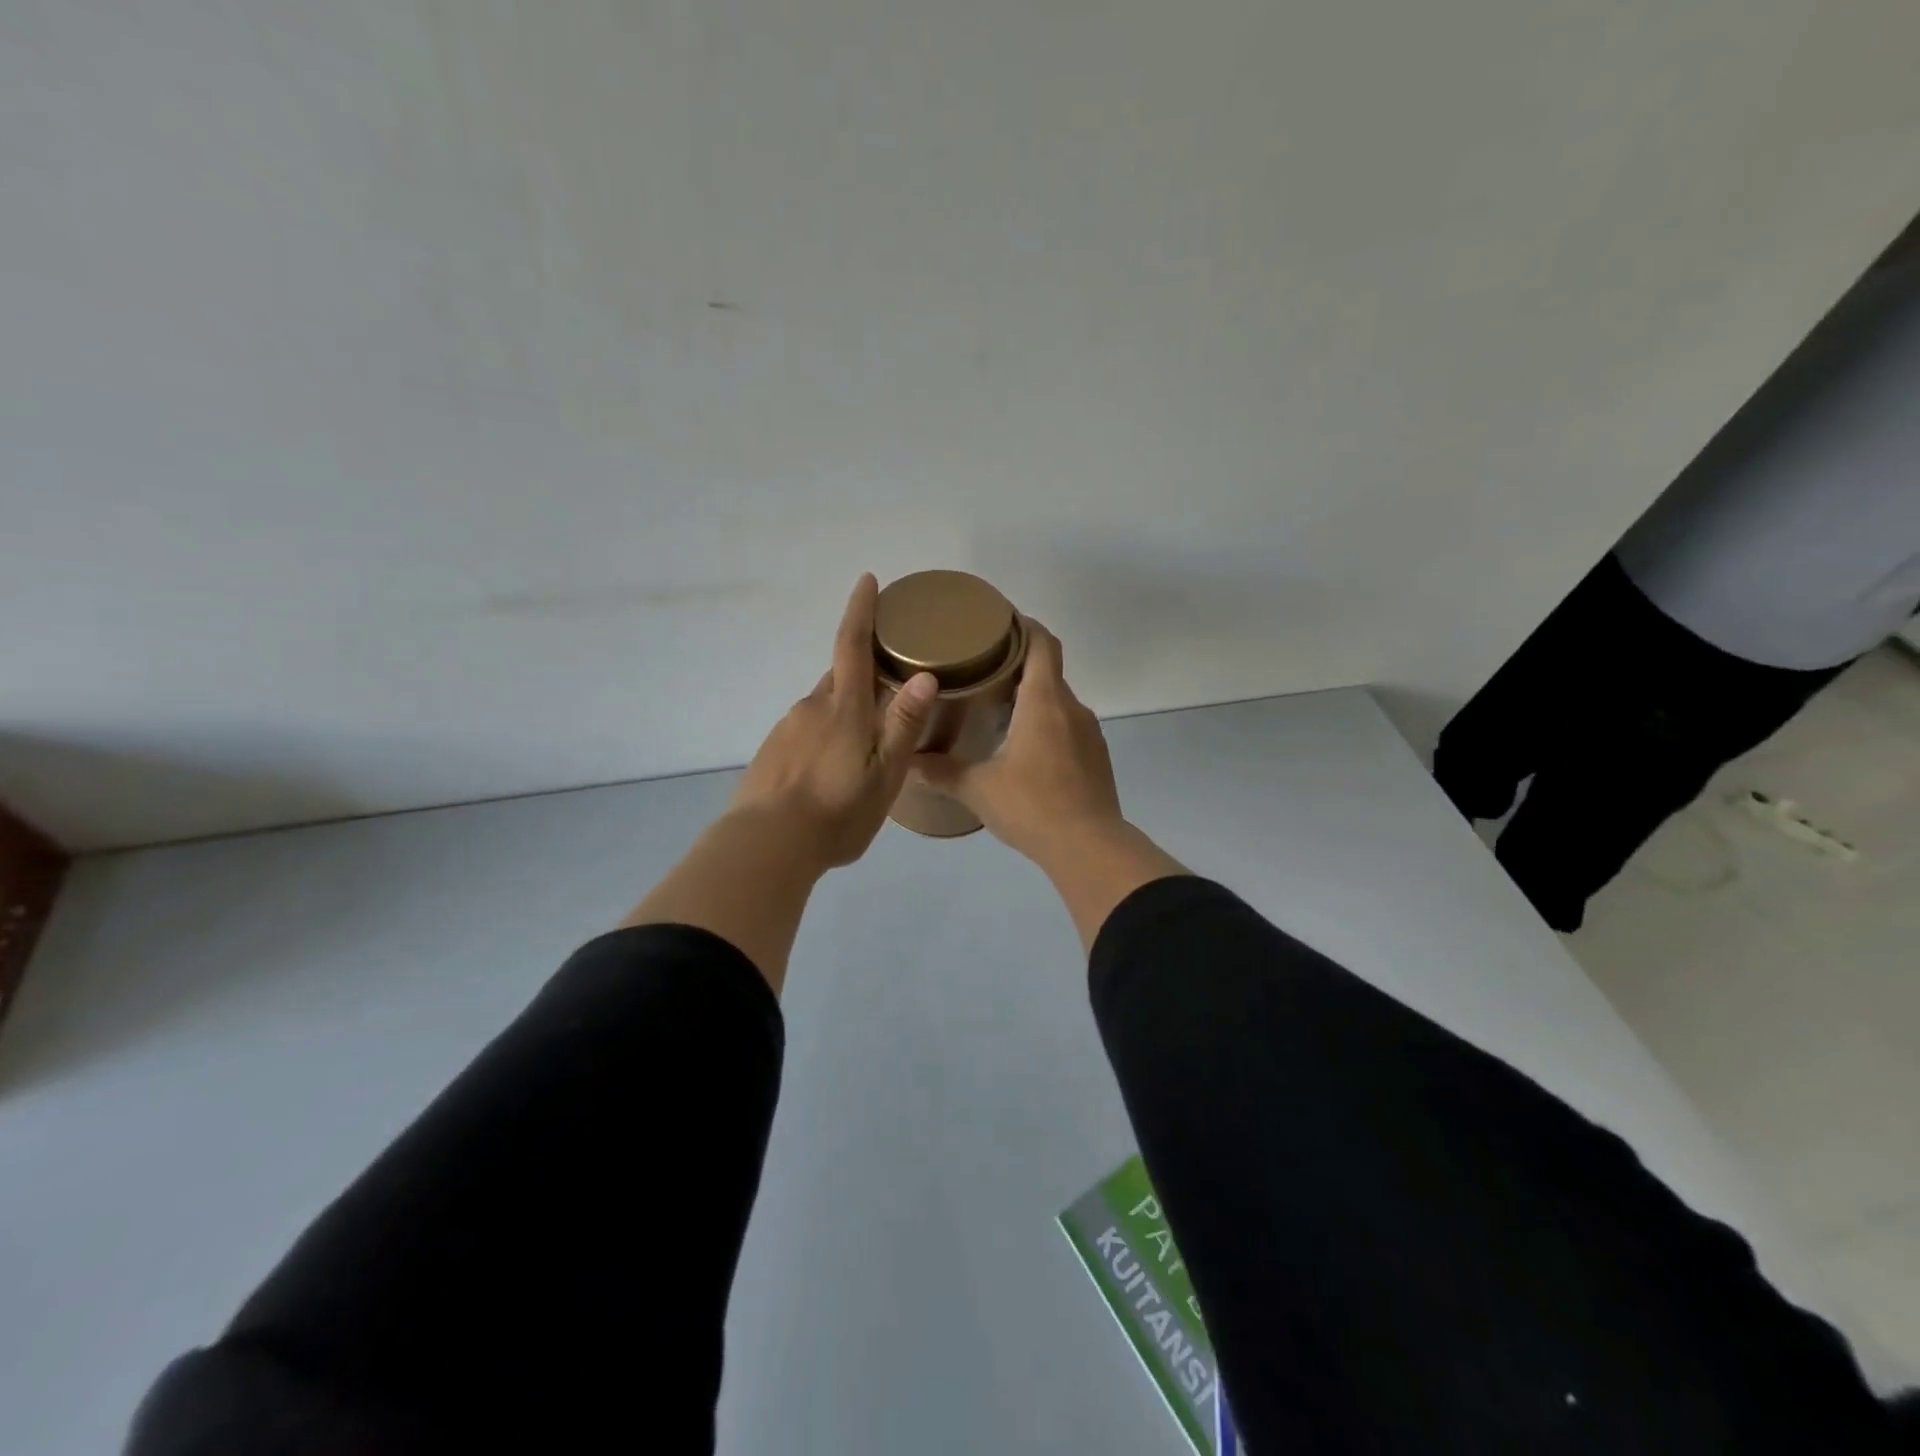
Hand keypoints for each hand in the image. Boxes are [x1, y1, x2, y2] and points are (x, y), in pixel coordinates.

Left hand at [729, 574, 938, 869]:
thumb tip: (924, 676)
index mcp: (843, 708)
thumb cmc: (837, 812)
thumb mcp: (884, 775)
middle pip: (840, 676)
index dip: (860, 611)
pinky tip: (830, 771)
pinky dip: (823, 738)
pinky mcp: (771, 751)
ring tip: (862, 749)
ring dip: (844, 714)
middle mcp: (812, 707)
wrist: (766, 846)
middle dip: (862, 673)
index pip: (852, 645)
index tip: (867, 581)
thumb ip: (903, 725)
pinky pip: (804, 731)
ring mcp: (787, 729)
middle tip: (888, 689)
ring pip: (823, 707)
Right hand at [912, 619, 1123, 864]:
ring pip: (1059, 701)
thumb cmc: (1032, 806)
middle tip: (983, 669)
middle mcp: (1072, 708)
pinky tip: (1025, 748)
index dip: (1024, 625)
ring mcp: (1089, 733)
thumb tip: (907, 761)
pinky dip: (1047, 724)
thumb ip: (942, 771)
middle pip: (1049, 670)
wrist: (1089, 847)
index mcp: (1044, 702)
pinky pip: (1069, 727)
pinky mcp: (1096, 757)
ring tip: (999, 708)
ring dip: (1033, 697)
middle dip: (1019, 663)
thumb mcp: (978, 788)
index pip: (1042, 643)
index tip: (1000, 621)